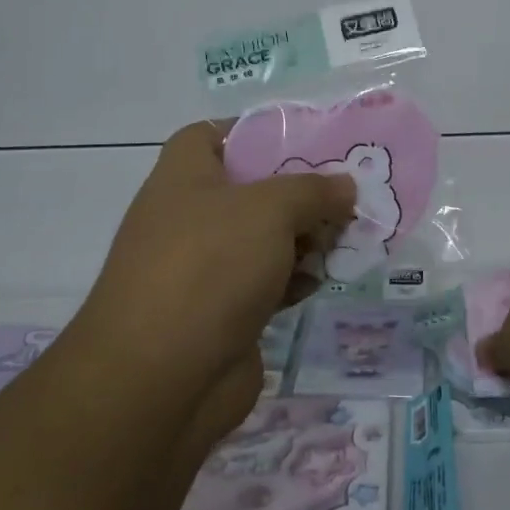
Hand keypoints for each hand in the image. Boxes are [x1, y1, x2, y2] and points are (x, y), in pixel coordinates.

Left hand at [71, 121, 355, 402]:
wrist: (161, 378)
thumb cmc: (210, 266)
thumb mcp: (270, 210)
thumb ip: (314, 191)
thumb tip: (345, 187)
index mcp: (185, 177)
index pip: (212, 135)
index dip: (254, 131)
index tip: (303, 140)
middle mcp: (190, 217)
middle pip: (252, 189)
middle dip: (300, 191)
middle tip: (347, 193)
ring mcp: (205, 268)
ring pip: (265, 239)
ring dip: (305, 238)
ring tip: (348, 236)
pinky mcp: (223, 313)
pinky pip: (267, 282)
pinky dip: (294, 279)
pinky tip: (325, 279)